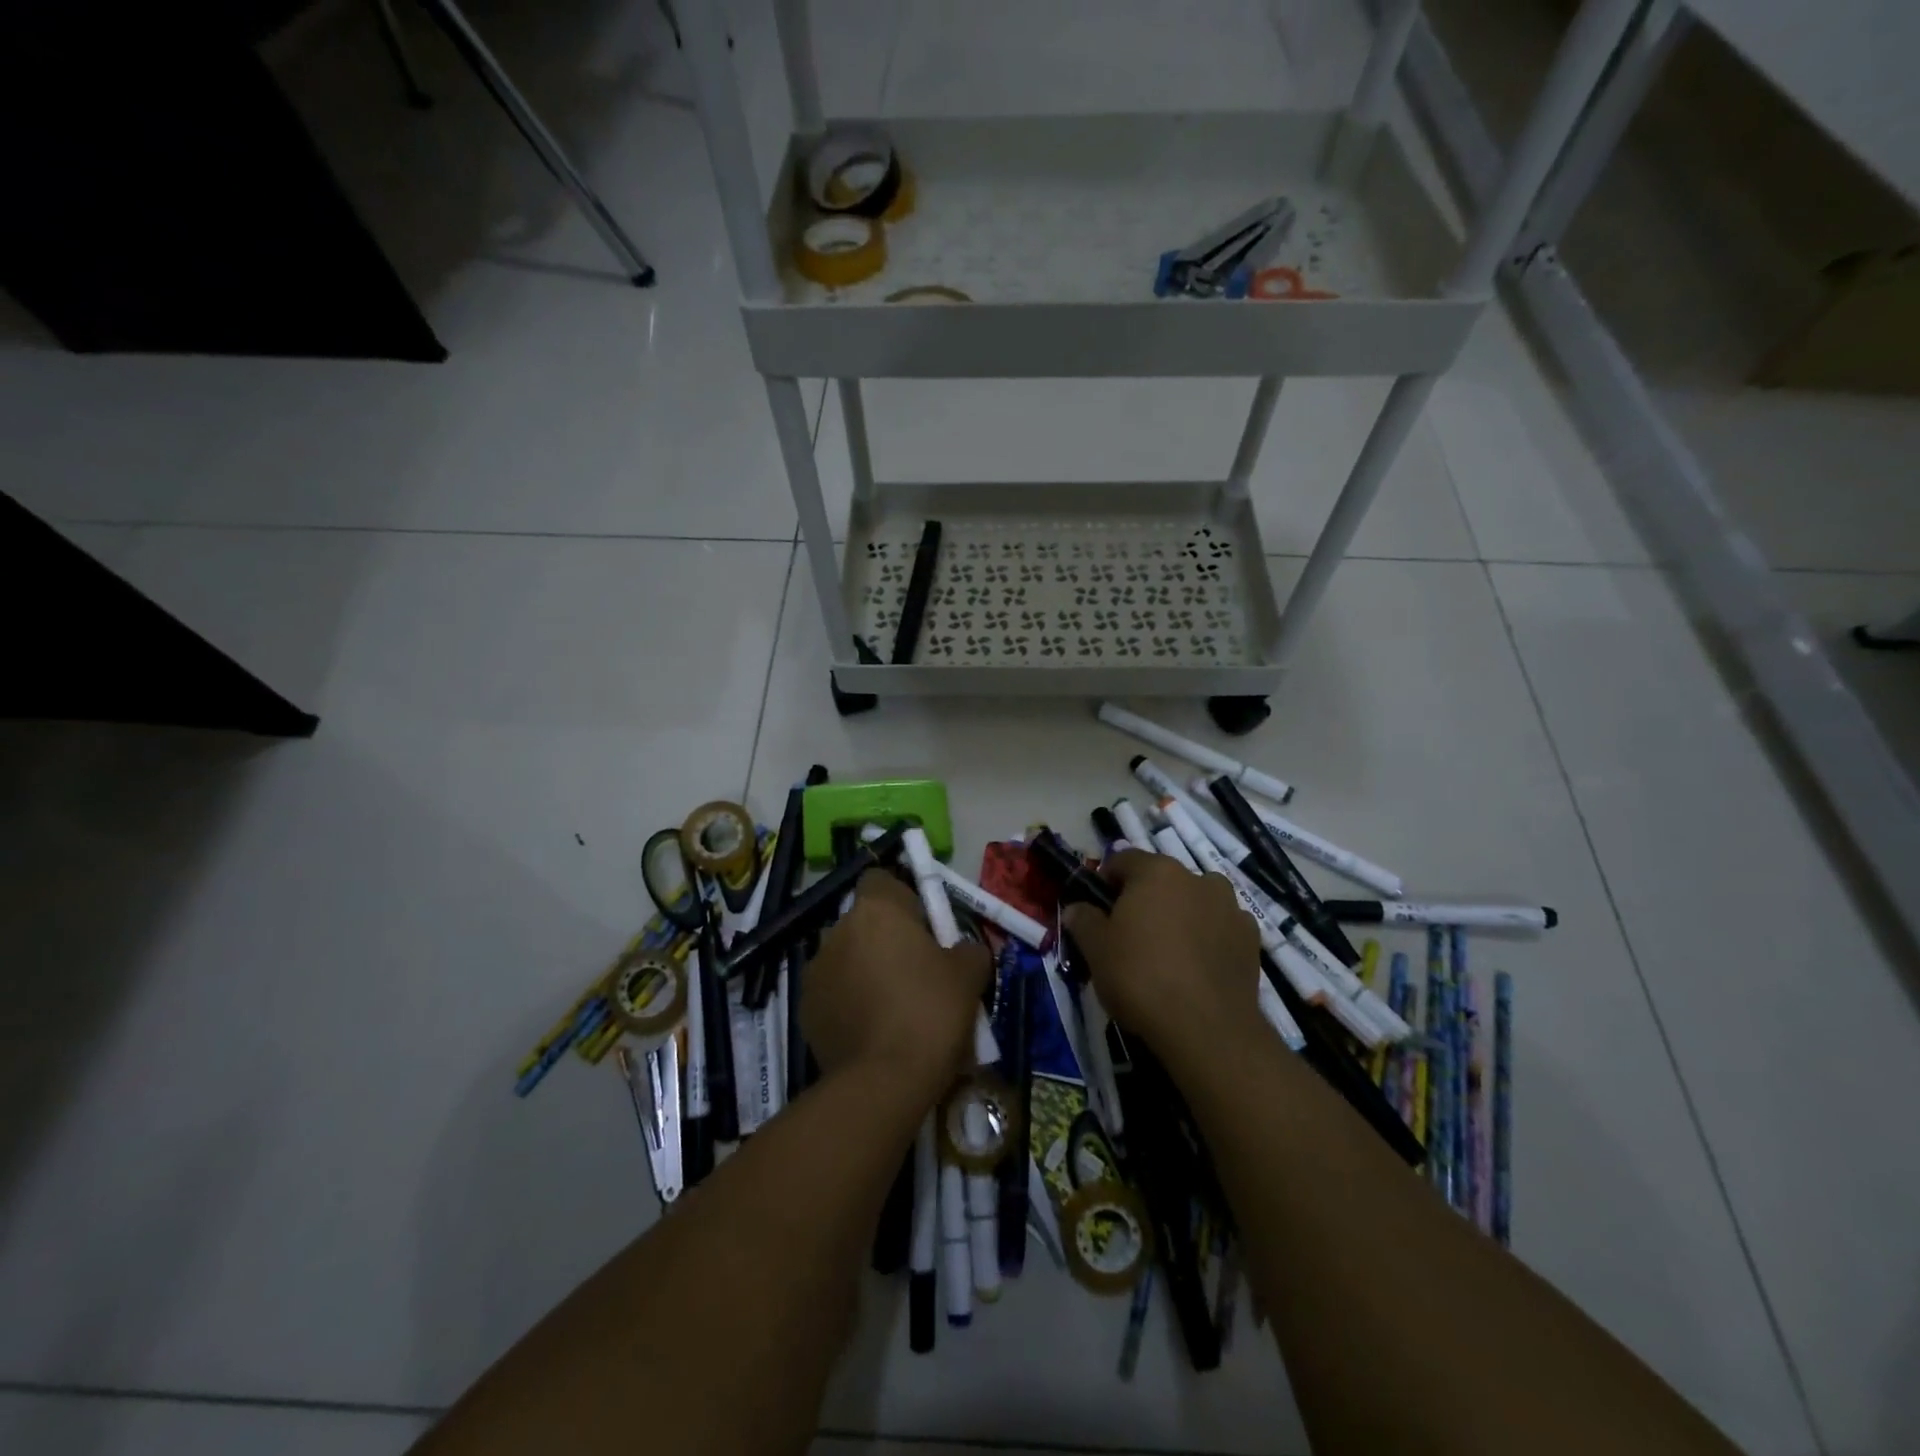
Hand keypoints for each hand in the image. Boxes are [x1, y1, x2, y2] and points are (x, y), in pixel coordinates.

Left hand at [802, 870, 991, 1104]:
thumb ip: (966, 948)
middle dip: (886, 938)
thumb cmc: (931, 1012)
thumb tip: (960, 950)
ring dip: (866, 970)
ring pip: (847, 957)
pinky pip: (834, 992)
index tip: (923, 926)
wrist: (884, 1082)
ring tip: (894, 1008)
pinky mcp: (805, 1008)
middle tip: (916, 972)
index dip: (903, 897)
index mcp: (876, 910)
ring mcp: (816, 970)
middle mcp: (838, 930)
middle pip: (865, 921)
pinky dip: (850, 1002)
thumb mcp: (970, 974)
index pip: (880, 879)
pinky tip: (874, 1032)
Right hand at [1062, 849, 1261, 1063]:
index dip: (1106, 882)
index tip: (1098, 911)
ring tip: (1168, 953)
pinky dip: (1208, 938)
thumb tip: (1076, 908)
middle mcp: (1198, 879)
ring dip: (1181, 915)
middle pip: (1162, 880)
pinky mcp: (1252, 940)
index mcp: (1157, 871)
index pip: (1123, 860)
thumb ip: (1083, 920)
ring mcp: (1230, 907)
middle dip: (1145, 900)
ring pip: (1196, 901)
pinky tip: (1197, 968)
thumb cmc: (1141, 977)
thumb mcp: (1096, 950)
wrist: (1207, 1029)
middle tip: (1130, 936)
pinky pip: (1220, 928)